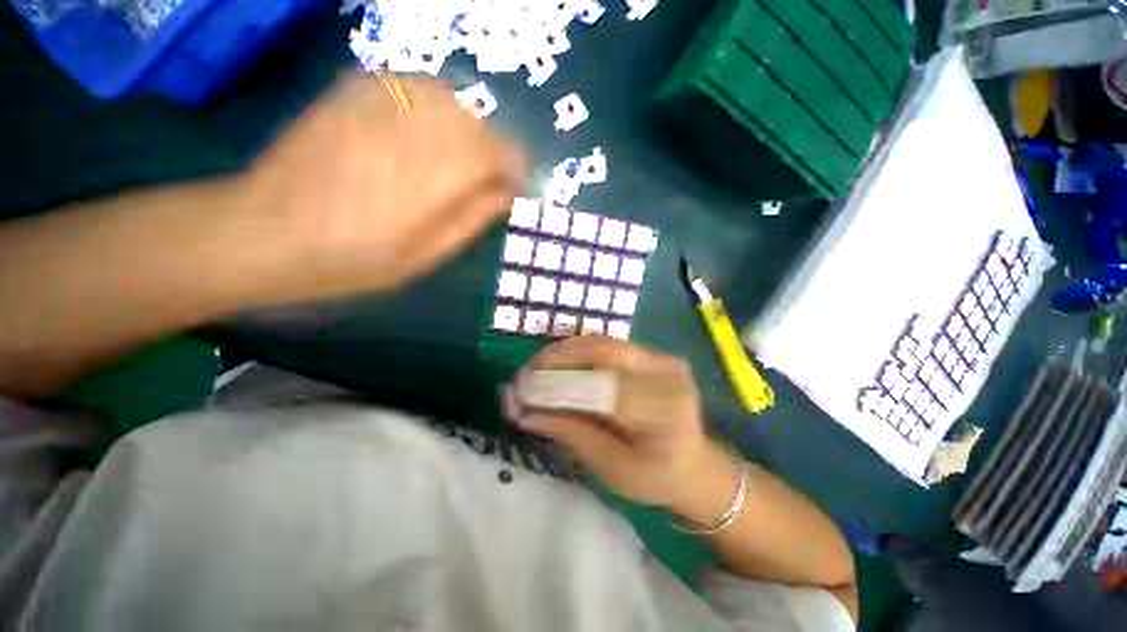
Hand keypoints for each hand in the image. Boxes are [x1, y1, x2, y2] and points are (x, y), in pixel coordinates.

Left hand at [236, 73, 527, 304]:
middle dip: (494, 154)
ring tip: (455, 162)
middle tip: (486, 183)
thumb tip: (507, 193)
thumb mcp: (428, 253)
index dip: (518, 171)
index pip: (504, 154)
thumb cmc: (355, 258)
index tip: (517, 191)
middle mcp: (418, 122)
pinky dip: (435, 112)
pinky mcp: (356, 86)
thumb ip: (474, 217)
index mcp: (439, 172)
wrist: (266, 230)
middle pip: (482, 125)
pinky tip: (422, 137)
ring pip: (453, 101)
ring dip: (467, 132)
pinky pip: (418, 87)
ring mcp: (383, 96)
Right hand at [508, 336, 731, 508]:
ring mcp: (662, 359)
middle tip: (525, 374)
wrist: (696, 465)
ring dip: (565, 352)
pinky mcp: (653, 355)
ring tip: (536, 369)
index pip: (603, 389)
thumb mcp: (614, 470)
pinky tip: (559, 364)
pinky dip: (579, 352)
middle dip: (557, 360)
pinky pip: (609, 345)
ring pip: (603, 343)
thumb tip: (527, 414)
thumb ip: (573, 435)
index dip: (559, 386)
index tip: (523, 392)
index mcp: (666, 412)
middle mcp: (666, 374)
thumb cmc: (658, 479)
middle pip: (603, 353)